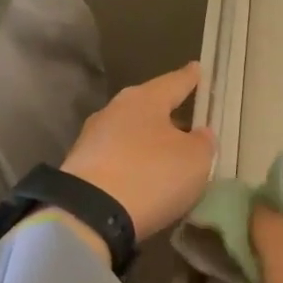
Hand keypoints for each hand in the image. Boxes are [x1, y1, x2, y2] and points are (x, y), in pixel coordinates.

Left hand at [60, 62, 215, 242]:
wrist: (89, 214)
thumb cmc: (152, 175)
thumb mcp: (195, 160)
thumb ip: (202, 143)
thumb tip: (199, 134)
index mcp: (145, 99)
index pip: (174, 82)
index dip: (190, 78)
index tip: (197, 68)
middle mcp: (115, 110)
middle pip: (148, 107)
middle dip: (167, 114)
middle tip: (187, 122)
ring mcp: (93, 138)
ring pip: (130, 133)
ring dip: (147, 142)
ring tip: (166, 156)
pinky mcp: (80, 167)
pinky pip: (116, 158)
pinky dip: (131, 164)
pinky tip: (142, 178)